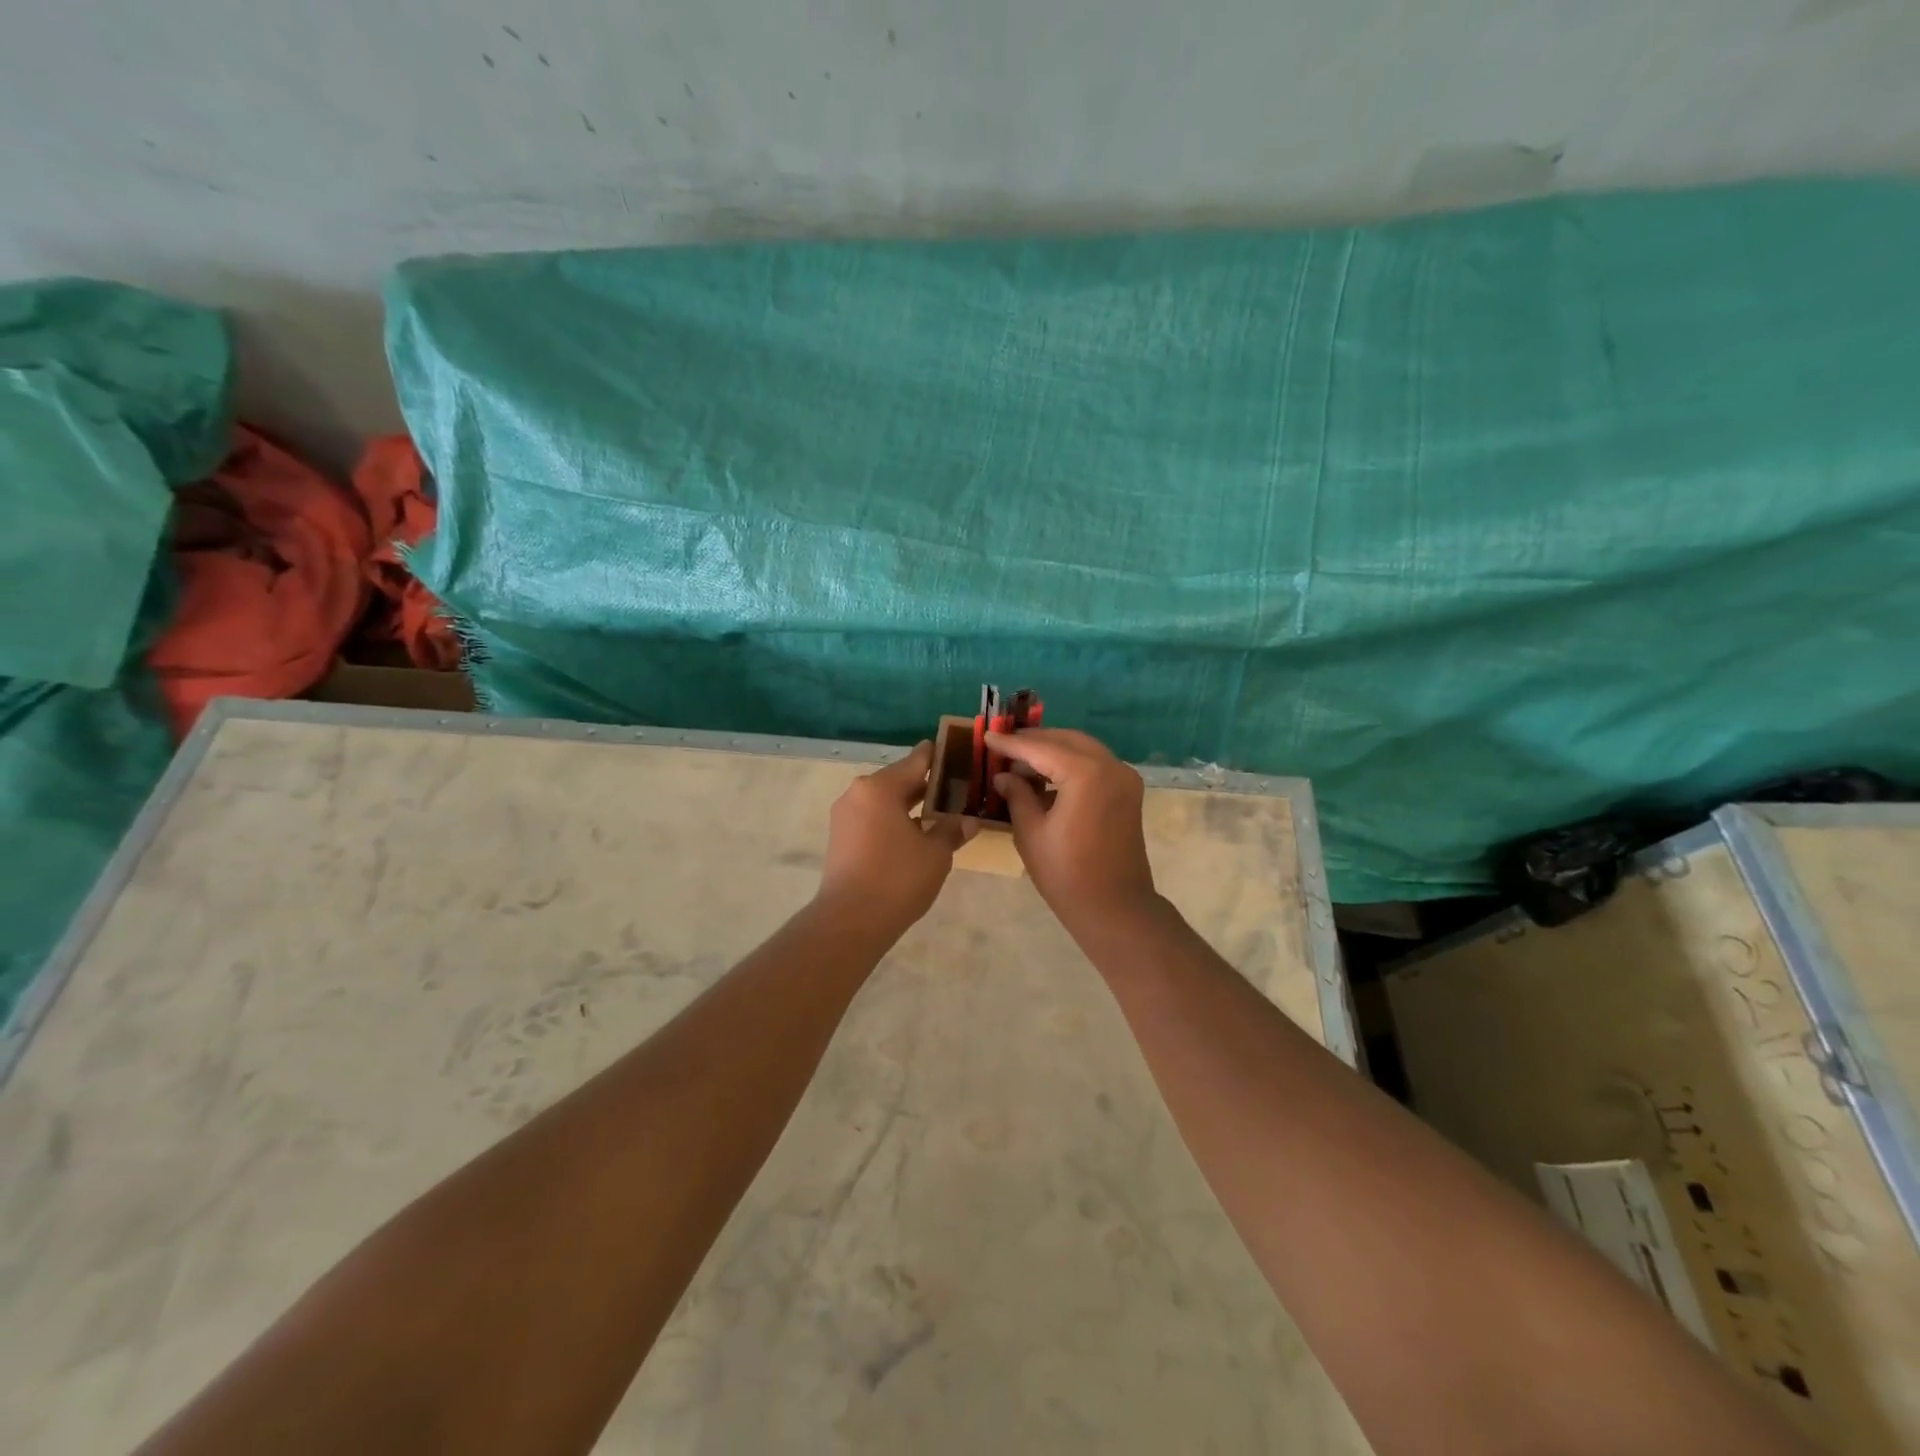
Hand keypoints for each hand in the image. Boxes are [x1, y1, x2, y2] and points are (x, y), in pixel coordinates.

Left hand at [817, 742, 968, 934]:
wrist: (850, 920)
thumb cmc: (897, 878)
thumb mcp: (935, 853)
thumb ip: (951, 830)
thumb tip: (968, 820)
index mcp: (880, 787)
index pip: (916, 760)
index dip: (938, 755)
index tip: (956, 750)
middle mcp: (858, 793)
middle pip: (898, 779)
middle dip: (925, 784)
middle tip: (956, 787)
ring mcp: (845, 816)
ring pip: (884, 801)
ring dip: (909, 805)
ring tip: (939, 812)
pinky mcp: (840, 838)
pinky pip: (872, 818)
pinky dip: (893, 820)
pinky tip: (914, 834)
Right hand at [986, 728, 1157, 930]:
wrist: (1116, 908)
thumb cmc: (1067, 874)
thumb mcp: (1031, 833)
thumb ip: (1017, 796)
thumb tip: (1004, 776)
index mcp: (1086, 774)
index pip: (1041, 748)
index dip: (1011, 743)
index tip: (987, 735)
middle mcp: (1110, 766)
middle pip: (1067, 740)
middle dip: (1035, 740)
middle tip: (1003, 744)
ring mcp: (1124, 778)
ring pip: (1083, 749)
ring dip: (1053, 751)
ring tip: (1020, 760)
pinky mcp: (1128, 792)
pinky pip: (1096, 765)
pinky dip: (1071, 764)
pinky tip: (1046, 777)